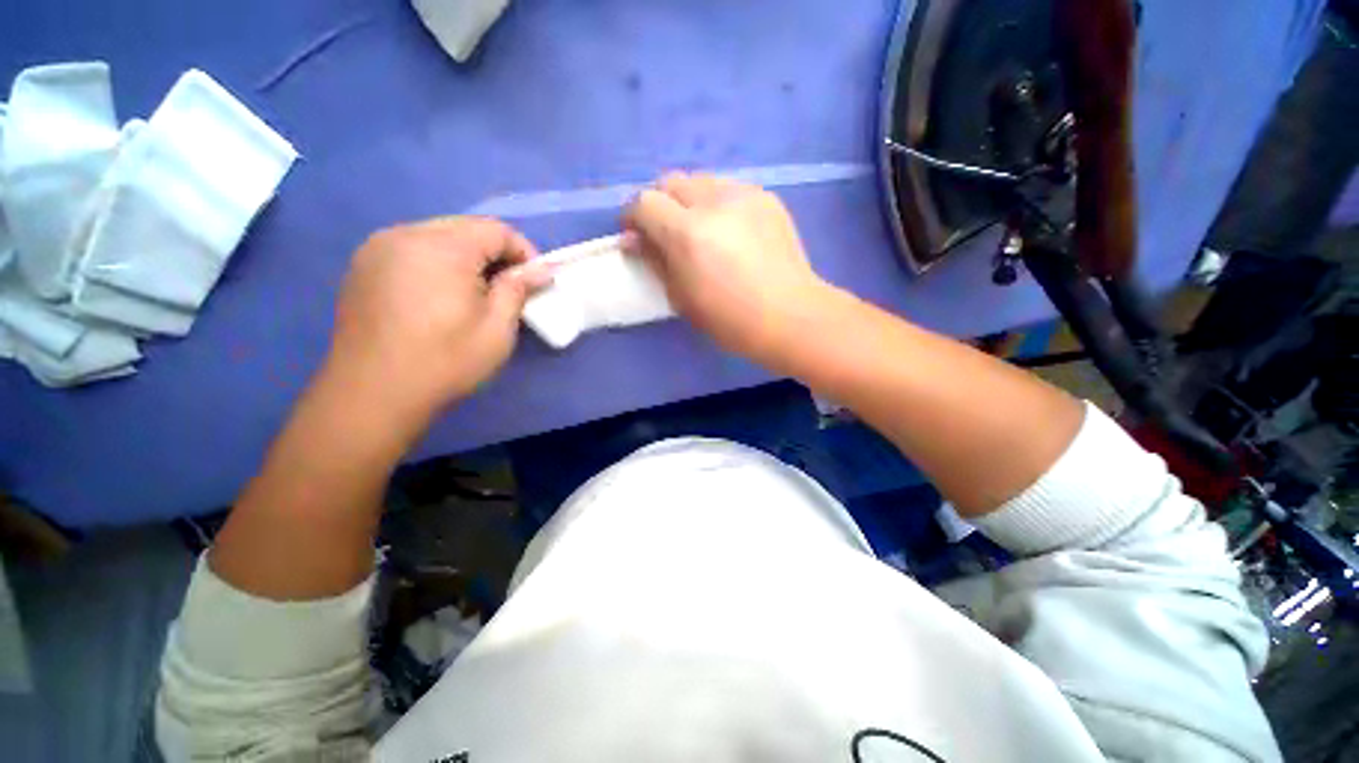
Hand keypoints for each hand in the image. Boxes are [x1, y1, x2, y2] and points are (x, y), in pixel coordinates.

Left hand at [322, 217, 550, 433]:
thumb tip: (540, 269)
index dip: (524, 252)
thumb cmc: (445, 361)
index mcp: (441, 247)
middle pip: (465, 228)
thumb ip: (518, 289)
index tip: (534, 281)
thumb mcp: (497, 329)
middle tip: (508, 289)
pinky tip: (440, 297)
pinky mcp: (362, 267)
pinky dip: (437, 264)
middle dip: (495, 254)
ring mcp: (377, 249)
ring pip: (437, 237)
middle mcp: (404, 235)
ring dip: (466, 258)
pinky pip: (411, 250)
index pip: (495, 229)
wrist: (372, 394)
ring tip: (476, 294)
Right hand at [622, 172, 829, 366]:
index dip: (633, 217)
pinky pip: (729, 188)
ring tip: (701, 230)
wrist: (790, 316)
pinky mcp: (766, 198)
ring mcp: (744, 195)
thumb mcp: (682, 299)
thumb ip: (655, 262)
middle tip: (666, 233)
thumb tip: (633, 240)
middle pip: (671, 181)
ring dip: (690, 201)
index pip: (644, 202)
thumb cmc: (730, 320)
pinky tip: (730, 231)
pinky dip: (718, 204)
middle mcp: (714, 202)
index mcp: (688, 233)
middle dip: (660, 204)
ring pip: (701, 180)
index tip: (636, 237)